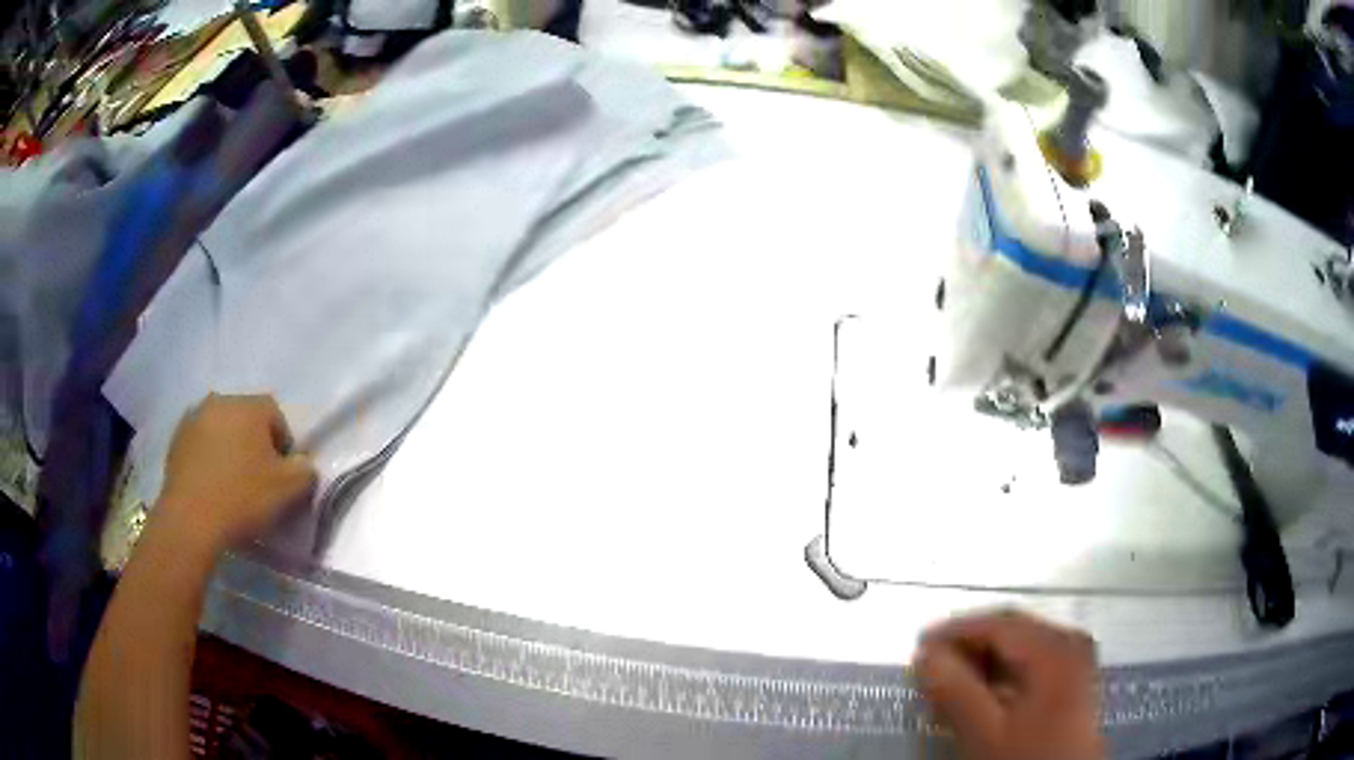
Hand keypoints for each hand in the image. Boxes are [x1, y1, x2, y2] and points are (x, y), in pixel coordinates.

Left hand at [158, 394, 316, 552]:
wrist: (191, 520)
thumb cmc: (243, 499)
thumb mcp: (289, 490)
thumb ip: (305, 470)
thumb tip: (303, 464)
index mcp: (249, 406)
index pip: (276, 416)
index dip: (283, 446)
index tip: (281, 476)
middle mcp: (220, 401)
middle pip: (246, 419)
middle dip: (254, 444)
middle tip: (257, 480)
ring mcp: (194, 418)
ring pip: (221, 430)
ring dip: (229, 450)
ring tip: (231, 484)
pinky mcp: (176, 439)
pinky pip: (201, 444)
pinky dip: (209, 458)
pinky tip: (211, 486)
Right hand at [912, 610, 1103, 759]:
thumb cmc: (1028, 757)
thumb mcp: (986, 732)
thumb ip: (956, 691)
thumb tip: (927, 655)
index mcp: (1055, 646)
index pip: (998, 623)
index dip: (955, 631)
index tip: (919, 648)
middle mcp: (1070, 643)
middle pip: (1012, 631)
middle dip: (969, 645)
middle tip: (930, 665)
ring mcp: (1076, 663)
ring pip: (1022, 650)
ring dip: (984, 662)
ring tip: (950, 683)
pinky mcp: (1074, 684)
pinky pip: (1032, 666)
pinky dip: (1002, 675)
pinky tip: (982, 696)